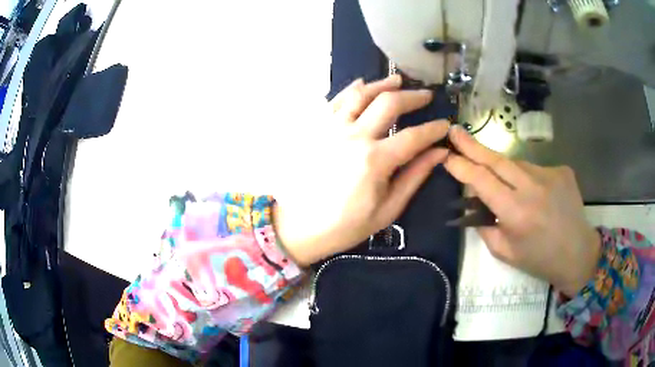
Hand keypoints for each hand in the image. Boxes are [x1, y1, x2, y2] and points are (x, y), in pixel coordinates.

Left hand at [273, 75, 449, 265]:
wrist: (300, 228)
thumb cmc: (346, 225)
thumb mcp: (388, 209)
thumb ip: (414, 176)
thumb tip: (439, 153)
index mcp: (375, 160)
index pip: (414, 136)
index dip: (434, 129)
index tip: (445, 125)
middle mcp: (354, 136)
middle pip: (389, 103)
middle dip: (413, 97)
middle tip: (426, 96)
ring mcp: (331, 128)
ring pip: (360, 94)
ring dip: (383, 84)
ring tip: (398, 81)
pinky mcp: (316, 129)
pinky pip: (335, 100)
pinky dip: (352, 89)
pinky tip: (362, 84)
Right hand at [443, 125, 601, 296]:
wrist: (577, 253)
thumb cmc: (539, 259)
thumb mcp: (505, 252)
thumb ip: (485, 226)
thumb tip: (475, 201)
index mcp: (515, 212)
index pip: (481, 180)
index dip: (461, 166)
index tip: (446, 156)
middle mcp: (532, 187)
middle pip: (496, 159)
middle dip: (472, 145)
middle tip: (455, 131)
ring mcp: (549, 174)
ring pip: (516, 164)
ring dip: (504, 171)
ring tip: (509, 189)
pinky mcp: (562, 170)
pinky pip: (535, 169)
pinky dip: (528, 179)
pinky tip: (537, 196)